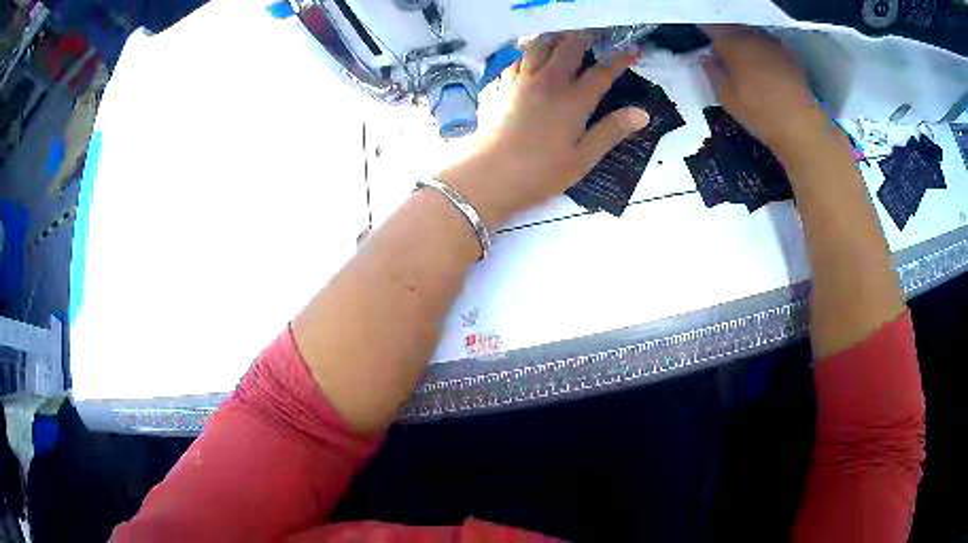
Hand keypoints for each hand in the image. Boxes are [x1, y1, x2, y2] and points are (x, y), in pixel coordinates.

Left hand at [439, 32, 649, 227]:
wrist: (490, 174)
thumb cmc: (540, 172)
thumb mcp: (583, 158)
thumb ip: (611, 131)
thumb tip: (642, 113)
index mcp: (574, 100)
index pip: (602, 72)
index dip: (621, 59)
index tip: (634, 50)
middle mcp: (549, 82)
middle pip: (569, 47)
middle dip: (586, 37)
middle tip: (596, 36)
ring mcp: (523, 81)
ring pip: (539, 45)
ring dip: (555, 38)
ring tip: (565, 38)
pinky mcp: (503, 86)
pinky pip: (518, 58)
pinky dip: (529, 51)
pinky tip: (531, 55)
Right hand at [702, 25, 832, 164]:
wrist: (802, 126)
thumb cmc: (760, 112)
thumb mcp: (726, 97)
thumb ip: (713, 72)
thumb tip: (708, 57)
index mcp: (732, 42)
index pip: (711, 25)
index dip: (704, 29)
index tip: (701, 37)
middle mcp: (752, 35)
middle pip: (733, 27)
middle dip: (725, 36)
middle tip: (721, 51)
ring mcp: (773, 43)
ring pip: (751, 35)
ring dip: (744, 43)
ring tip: (742, 60)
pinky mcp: (789, 55)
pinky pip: (767, 46)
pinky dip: (761, 51)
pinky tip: (762, 68)